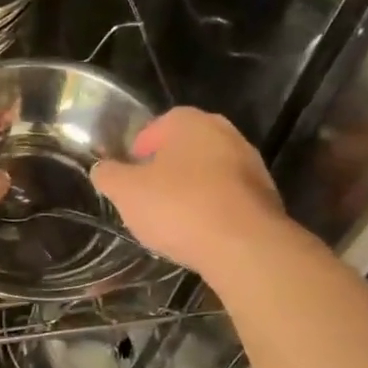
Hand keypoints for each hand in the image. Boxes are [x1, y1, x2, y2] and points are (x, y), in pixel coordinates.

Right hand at [92, 107, 291, 280]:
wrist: (243, 245)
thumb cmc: (178, 207)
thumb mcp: (126, 192)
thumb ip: (109, 176)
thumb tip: (102, 169)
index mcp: (191, 122)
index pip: (159, 125)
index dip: (139, 148)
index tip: (129, 173)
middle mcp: (225, 133)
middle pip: (186, 147)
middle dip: (166, 168)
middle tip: (147, 195)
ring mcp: (250, 164)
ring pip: (209, 172)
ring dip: (191, 188)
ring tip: (172, 218)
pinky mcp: (265, 195)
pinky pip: (227, 196)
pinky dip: (212, 208)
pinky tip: (199, 231)